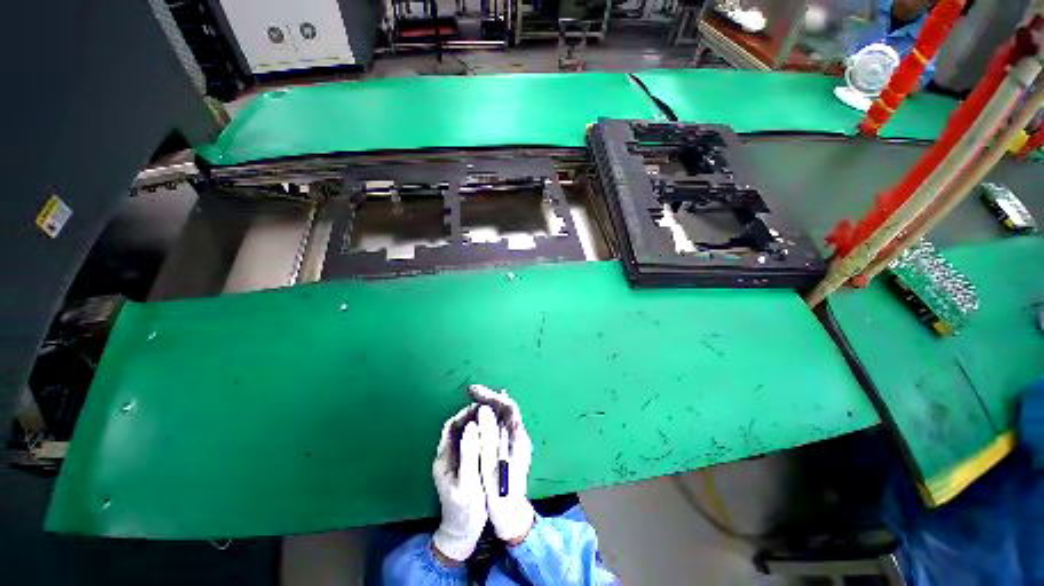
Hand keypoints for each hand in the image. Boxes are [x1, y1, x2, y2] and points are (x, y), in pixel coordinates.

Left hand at [431, 406, 486, 562]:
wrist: (463, 531)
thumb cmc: (465, 509)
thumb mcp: (467, 483)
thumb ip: (468, 454)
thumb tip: (472, 425)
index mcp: (444, 457)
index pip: (452, 426)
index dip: (465, 413)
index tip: (481, 406)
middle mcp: (447, 454)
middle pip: (458, 426)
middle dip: (472, 414)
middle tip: (490, 407)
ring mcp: (456, 458)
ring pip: (465, 432)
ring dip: (477, 421)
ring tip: (494, 414)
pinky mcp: (465, 462)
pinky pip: (472, 440)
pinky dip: (481, 432)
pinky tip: (493, 430)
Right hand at [471, 385, 534, 543]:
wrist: (511, 516)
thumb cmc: (501, 494)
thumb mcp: (492, 467)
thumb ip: (488, 437)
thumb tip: (484, 411)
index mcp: (517, 438)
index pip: (507, 407)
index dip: (491, 396)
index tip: (474, 392)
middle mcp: (519, 435)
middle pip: (507, 407)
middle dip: (490, 396)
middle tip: (472, 391)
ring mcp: (517, 440)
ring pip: (504, 413)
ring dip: (490, 403)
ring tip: (475, 397)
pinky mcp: (512, 445)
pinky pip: (501, 422)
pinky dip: (491, 415)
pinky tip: (480, 414)